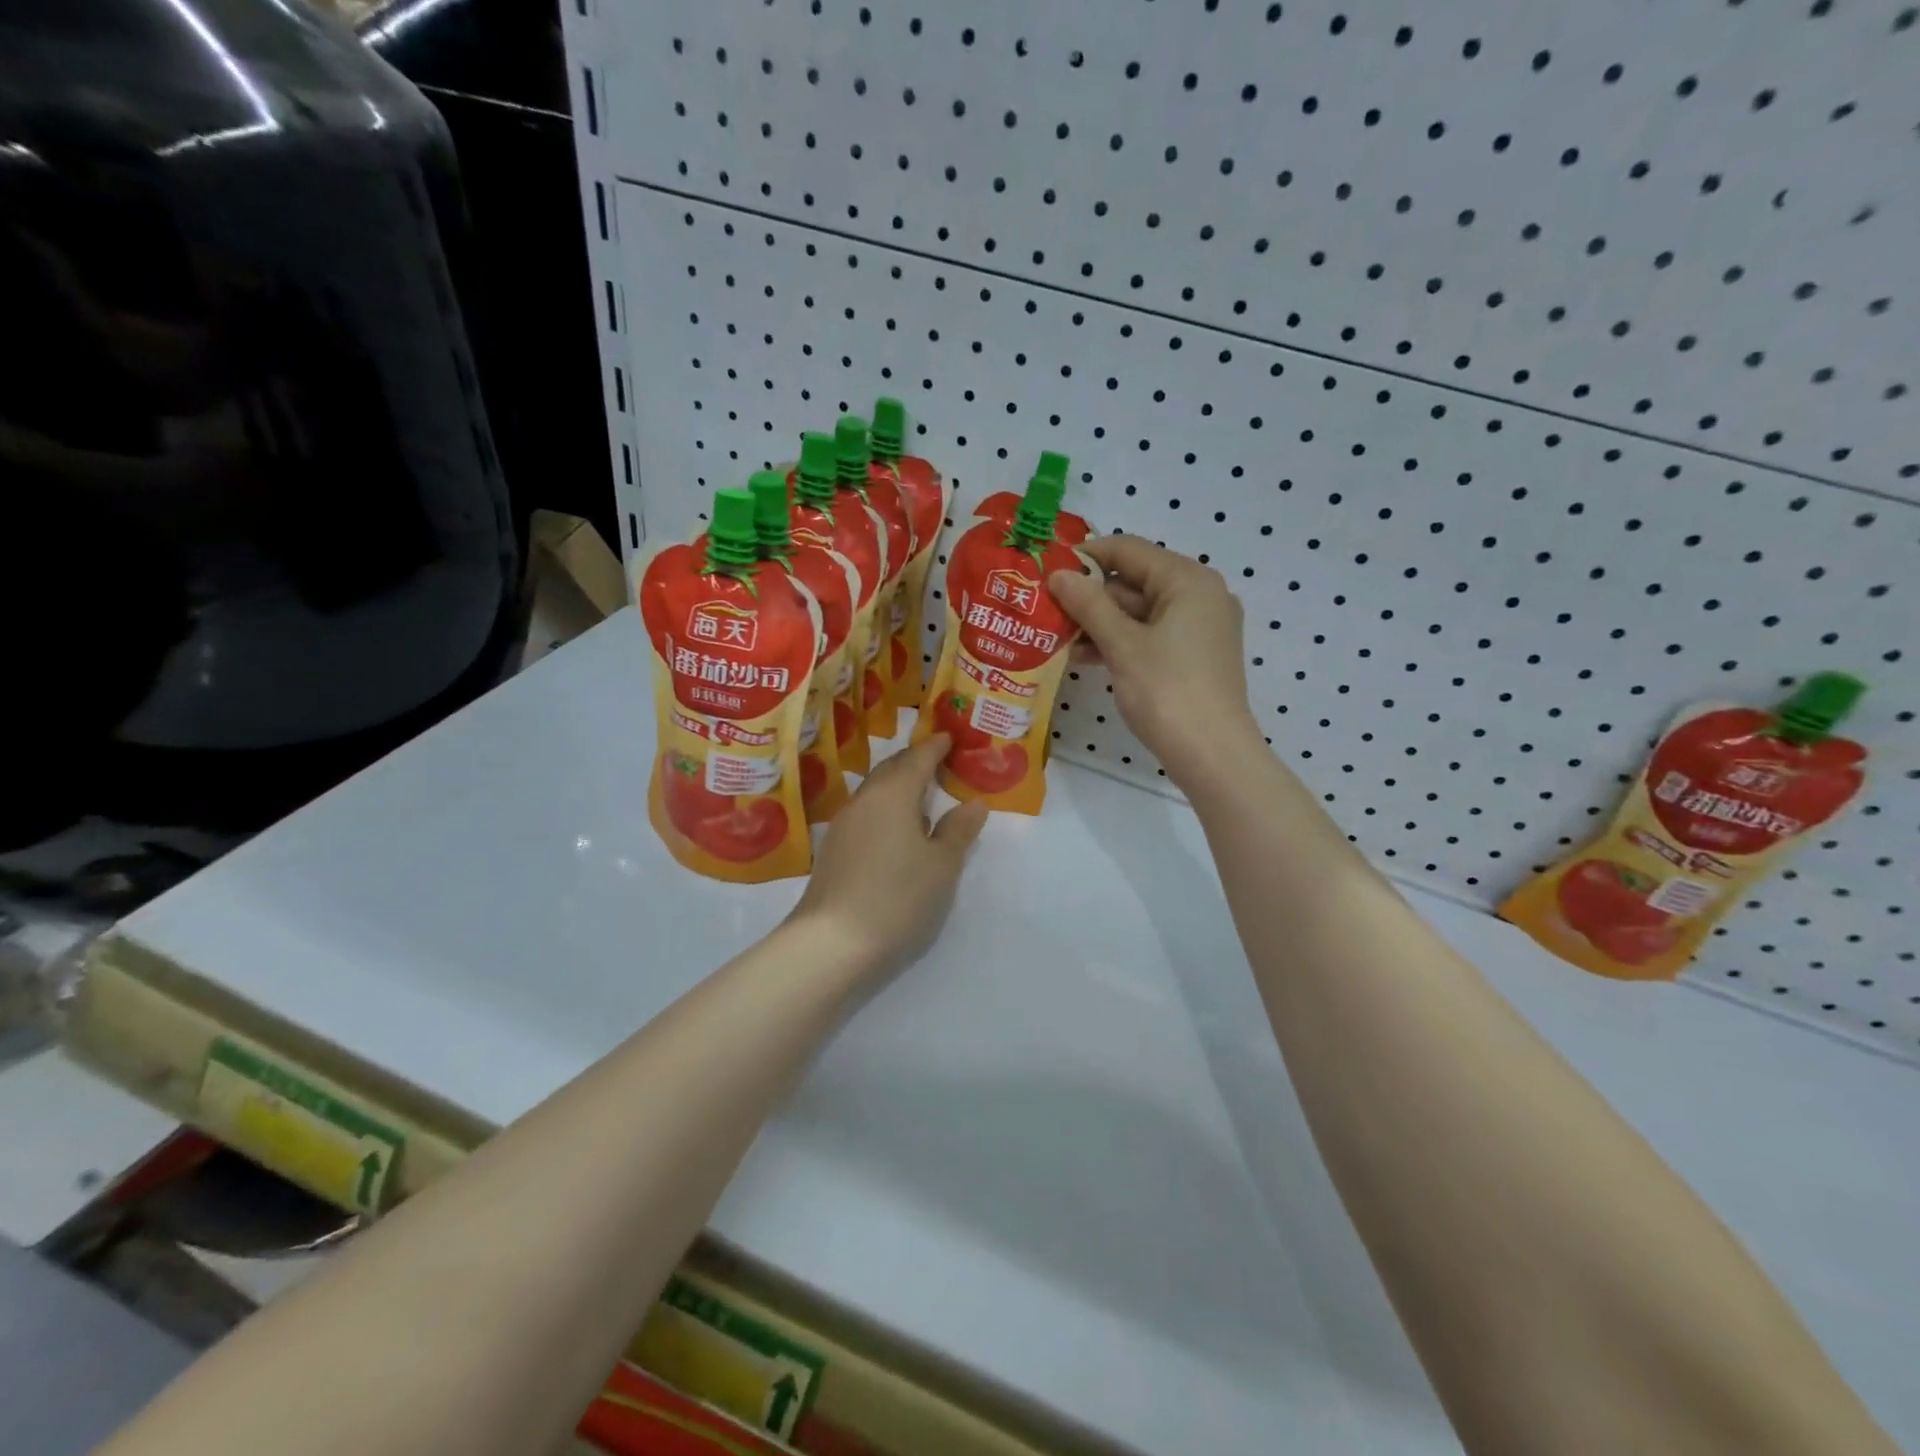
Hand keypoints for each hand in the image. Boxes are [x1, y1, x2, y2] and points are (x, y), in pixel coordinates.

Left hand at [788, 734, 988, 978]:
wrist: (831, 942)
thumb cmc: (898, 896)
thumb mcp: (942, 865)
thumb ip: (958, 830)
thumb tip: (973, 803)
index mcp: (893, 794)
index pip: (918, 758)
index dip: (936, 746)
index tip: (950, 737)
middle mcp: (864, 800)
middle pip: (891, 769)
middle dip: (914, 761)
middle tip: (938, 760)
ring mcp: (843, 825)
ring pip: (875, 791)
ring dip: (898, 786)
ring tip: (922, 794)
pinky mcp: (833, 850)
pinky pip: (866, 813)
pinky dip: (885, 808)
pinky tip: (897, 829)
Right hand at [1049, 535, 1258, 784]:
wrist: (1212, 754)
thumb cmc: (1167, 691)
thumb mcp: (1122, 644)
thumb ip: (1088, 604)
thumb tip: (1058, 574)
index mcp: (1188, 580)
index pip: (1129, 550)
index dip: (1086, 557)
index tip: (1047, 571)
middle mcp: (1200, 595)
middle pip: (1135, 580)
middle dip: (1090, 596)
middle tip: (1047, 609)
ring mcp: (1200, 627)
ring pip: (1140, 611)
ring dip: (1100, 622)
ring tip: (1059, 638)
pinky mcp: (1195, 655)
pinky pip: (1151, 635)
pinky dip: (1120, 641)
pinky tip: (1085, 657)